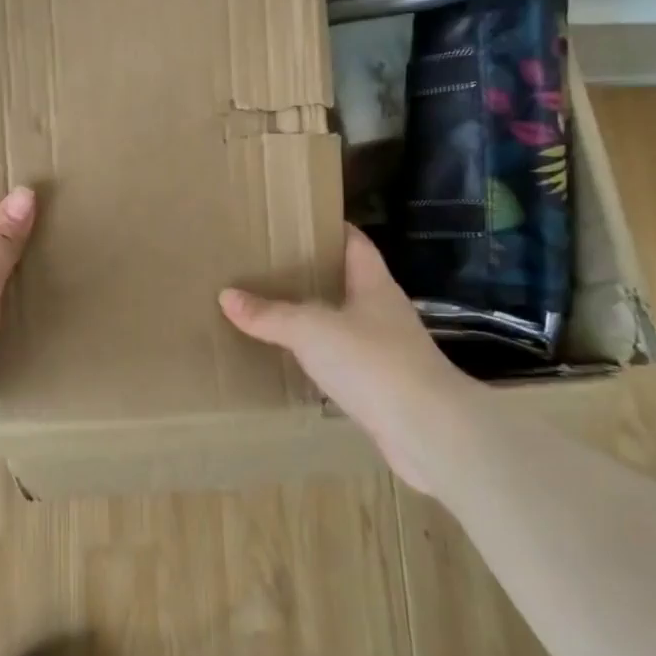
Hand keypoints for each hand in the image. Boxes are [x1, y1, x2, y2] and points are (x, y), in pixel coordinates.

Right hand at [218, 224, 481, 493]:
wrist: (428, 431)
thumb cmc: (373, 362)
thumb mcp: (311, 330)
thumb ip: (269, 314)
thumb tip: (227, 296)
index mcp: (374, 285)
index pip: (354, 243)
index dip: (330, 229)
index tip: (297, 223)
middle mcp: (383, 312)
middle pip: (346, 282)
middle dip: (312, 274)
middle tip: (269, 267)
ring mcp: (386, 350)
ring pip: (344, 323)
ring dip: (315, 318)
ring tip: (273, 311)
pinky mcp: (382, 386)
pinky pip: (343, 361)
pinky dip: (319, 357)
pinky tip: (294, 361)